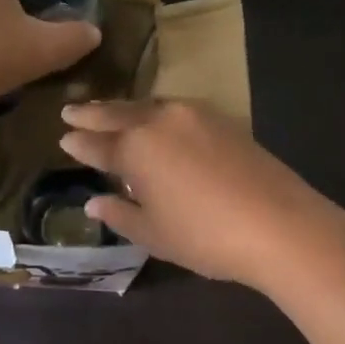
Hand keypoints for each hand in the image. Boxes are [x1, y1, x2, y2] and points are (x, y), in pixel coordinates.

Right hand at [58, 99, 344, 292]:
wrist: (281, 225)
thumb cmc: (206, 236)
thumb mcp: (154, 234)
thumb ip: (120, 213)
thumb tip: (93, 202)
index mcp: (136, 147)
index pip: (97, 143)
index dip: (78, 143)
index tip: (63, 137)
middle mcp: (160, 121)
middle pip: (118, 114)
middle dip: (92, 113)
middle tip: (71, 111)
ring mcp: (194, 115)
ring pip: (148, 107)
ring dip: (125, 110)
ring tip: (108, 113)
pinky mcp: (222, 119)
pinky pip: (175, 110)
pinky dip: (155, 113)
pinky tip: (155, 121)